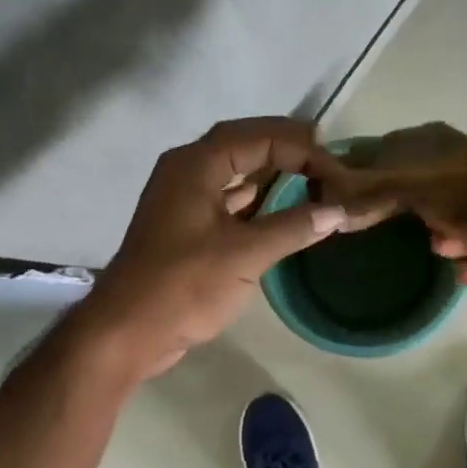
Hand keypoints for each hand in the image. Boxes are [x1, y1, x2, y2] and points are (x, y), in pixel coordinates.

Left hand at [77, 118, 349, 377]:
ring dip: (272, 175)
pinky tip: (284, 211)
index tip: (337, 173)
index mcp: (196, 165)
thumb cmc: (184, 286)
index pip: (258, 137)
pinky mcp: (186, 228)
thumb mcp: (245, 255)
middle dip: (288, 150)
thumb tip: (338, 211)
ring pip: (235, 173)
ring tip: (314, 180)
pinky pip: (228, 201)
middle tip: (328, 161)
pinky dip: (257, 202)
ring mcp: (183, 200)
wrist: (128, 331)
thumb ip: (293, 227)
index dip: (302, 149)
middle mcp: (186, 171)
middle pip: (244, 145)